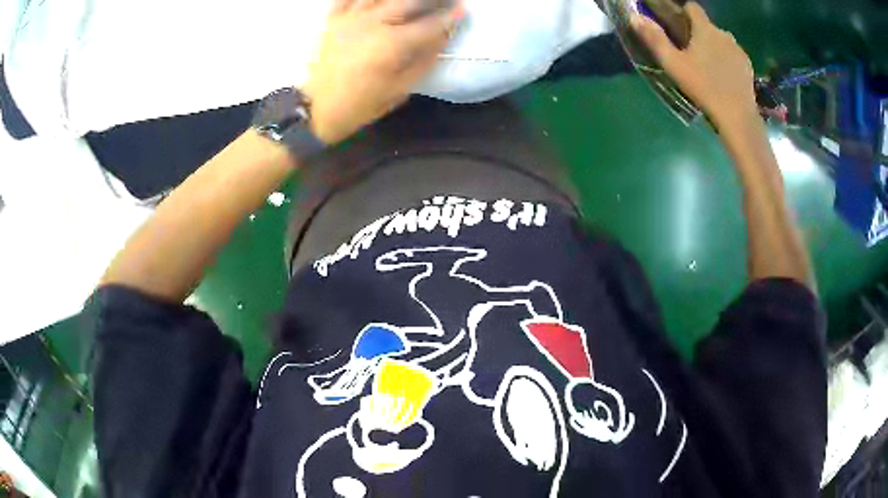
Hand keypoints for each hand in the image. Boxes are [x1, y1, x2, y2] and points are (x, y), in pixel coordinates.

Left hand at [302, 0, 463, 144]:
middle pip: (409, 1)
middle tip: (443, 0)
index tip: (462, 10)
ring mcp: (350, 18)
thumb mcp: (400, 89)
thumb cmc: (360, 104)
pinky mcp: (332, 20)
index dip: (450, 16)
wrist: (315, 110)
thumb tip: (443, 37)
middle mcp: (373, 23)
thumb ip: (424, 60)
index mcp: (392, 43)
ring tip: (413, 0)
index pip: (430, 24)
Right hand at [631, 3, 757, 125]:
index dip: (683, 12)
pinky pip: (733, 55)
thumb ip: (655, 38)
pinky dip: (727, 61)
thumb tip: (635, 16)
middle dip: (699, 34)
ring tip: (708, 68)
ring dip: (714, 47)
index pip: (692, 7)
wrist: (738, 118)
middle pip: (707, 26)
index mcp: (705, 29)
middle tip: (691, 54)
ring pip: (721, 41)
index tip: (678, 25)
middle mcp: (724, 33)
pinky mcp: (748, 66)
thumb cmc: (704, 88)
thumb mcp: (673, 64)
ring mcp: (738, 50)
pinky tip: (723, 77)